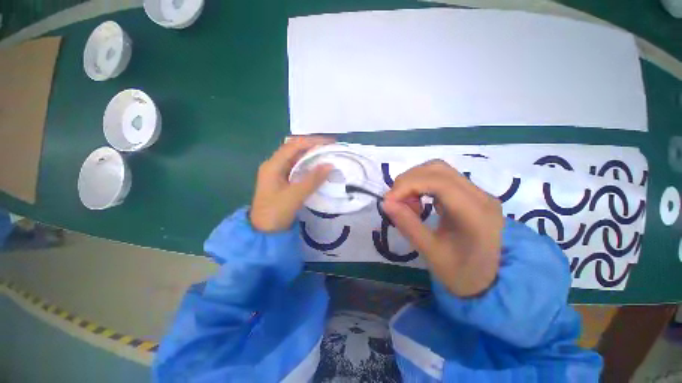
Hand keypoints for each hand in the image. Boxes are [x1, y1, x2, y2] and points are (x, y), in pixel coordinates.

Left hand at [250, 136, 333, 231]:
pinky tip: (318, 168)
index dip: (312, 141)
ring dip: (311, 156)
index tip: (330, 143)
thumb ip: (312, 180)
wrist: (263, 231)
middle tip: (331, 149)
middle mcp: (274, 165)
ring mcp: (278, 173)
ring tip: (328, 156)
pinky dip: (308, 166)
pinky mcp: (283, 181)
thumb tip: (329, 164)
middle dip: (313, 147)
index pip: (294, 145)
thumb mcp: (294, 196)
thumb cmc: (275, 212)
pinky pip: (297, 168)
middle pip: (295, 149)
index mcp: (273, 165)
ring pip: (296, 159)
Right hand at [382, 160, 503, 296]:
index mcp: (476, 214)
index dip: (408, 185)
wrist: (490, 281)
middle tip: (394, 201)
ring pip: (438, 170)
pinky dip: (422, 184)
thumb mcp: (430, 253)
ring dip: (414, 180)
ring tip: (405, 202)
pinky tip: (417, 200)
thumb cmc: (461, 273)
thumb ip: (407, 225)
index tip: (388, 200)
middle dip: (408, 181)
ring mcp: (477, 192)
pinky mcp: (470, 193)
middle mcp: (481, 196)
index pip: (439, 182)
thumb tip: (385, 202)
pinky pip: (441, 177)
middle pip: (437, 170)